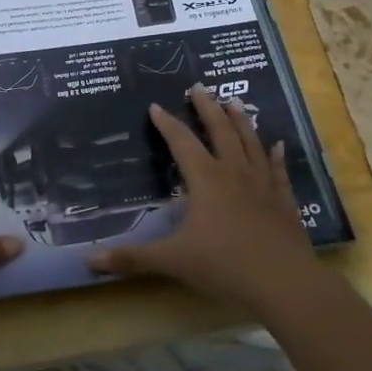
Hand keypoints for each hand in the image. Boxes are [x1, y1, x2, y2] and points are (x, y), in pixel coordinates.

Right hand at [90, 85, 319, 311]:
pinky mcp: (283, 201)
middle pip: (220, 131)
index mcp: (206, 179)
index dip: (167, 123)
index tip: (155, 105)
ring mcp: (262, 185)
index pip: (181, 142)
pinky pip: (277, 171)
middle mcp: (234, 173)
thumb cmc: (224, 265)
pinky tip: (277, 145)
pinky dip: (275, 156)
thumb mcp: (172, 261)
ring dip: (240, 121)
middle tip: (199, 86)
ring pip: (250, 143)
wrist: (285, 283)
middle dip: (207, 107)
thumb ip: (131, 258)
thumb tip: (87, 260)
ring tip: (234, 102)